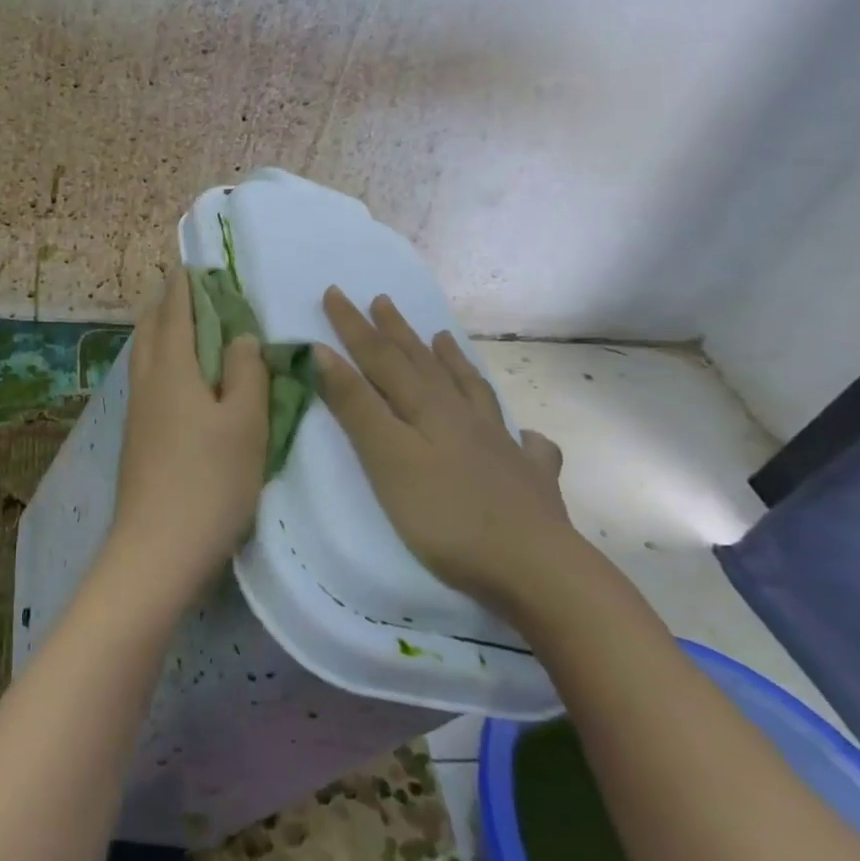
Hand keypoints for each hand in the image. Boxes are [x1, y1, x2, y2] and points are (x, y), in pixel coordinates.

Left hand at [106, 271, 268, 601]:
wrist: (157, 548)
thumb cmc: (210, 481)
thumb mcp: (245, 423)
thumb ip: (246, 373)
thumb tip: (240, 336)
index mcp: (173, 370)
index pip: (176, 312)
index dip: (184, 285)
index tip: (191, 263)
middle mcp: (148, 383)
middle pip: (151, 329)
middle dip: (166, 303)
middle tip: (185, 288)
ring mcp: (137, 413)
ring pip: (144, 356)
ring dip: (160, 332)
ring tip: (181, 326)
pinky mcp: (137, 439)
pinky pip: (147, 381)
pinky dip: (160, 362)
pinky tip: (176, 379)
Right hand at [316, 287, 585, 617]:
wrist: (535, 568)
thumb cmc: (445, 516)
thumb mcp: (387, 459)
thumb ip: (357, 407)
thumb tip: (324, 353)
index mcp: (427, 408)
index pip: (380, 357)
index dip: (353, 326)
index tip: (334, 292)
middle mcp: (464, 416)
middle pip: (423, 364)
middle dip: (397, 332)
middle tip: (382, 300)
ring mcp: (501, 445)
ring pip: (471, 390)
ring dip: (451, 361)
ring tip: (442, 338)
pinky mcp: (527, 479)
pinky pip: (525, 444)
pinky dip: (519, 431)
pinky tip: (525, 433)